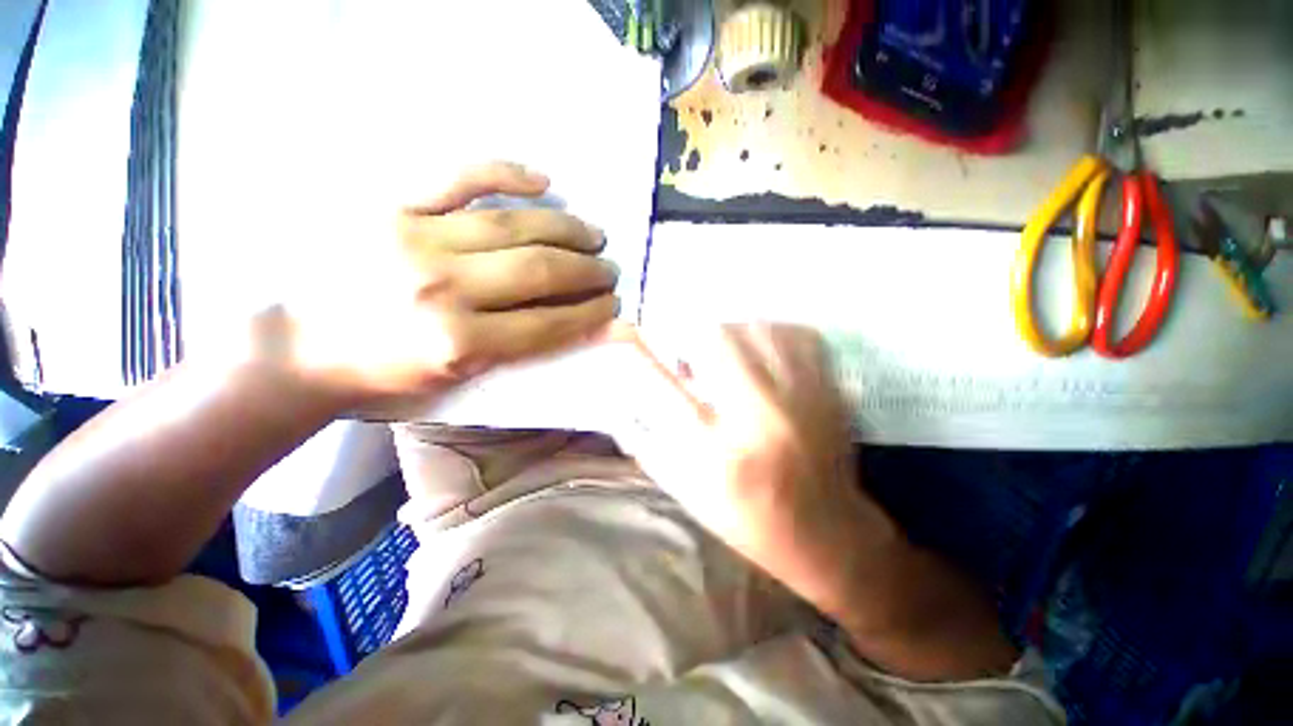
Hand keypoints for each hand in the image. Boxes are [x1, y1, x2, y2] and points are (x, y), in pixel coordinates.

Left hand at [272, 162, 619, 406]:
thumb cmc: (390, 372)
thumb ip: (522, 349)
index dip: (591, 312)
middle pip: (540, 270)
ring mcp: (416, 239)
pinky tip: (543, 181)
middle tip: (609, 268)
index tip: (614, 303)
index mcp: (461, 344)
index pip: (550, 322)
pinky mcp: (392, 206)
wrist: (303, 347)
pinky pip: (459, 177)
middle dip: (588, 270)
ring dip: (567, 229)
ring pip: (514, 225)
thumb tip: (578, 323)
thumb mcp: (462, 377)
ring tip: (594, 234)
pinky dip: (506, 174)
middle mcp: (443, 290)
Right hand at [618, 324, 898, 608]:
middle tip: (690, 355)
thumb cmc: (748, 519)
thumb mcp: (688, 493)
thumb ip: (650, 444)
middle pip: (716, 339)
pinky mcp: (830, 391)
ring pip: (757, 328)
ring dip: (729, 334)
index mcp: (719, 454)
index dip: (642, 355)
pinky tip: (762, 352)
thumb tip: (623, 399)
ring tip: (725, 355)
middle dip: (690, 338)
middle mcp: (761, 418)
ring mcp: (803, 399)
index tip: (630, 337)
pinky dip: (772, 333)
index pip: (665, 387)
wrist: (827, 533)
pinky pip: (799, 334)